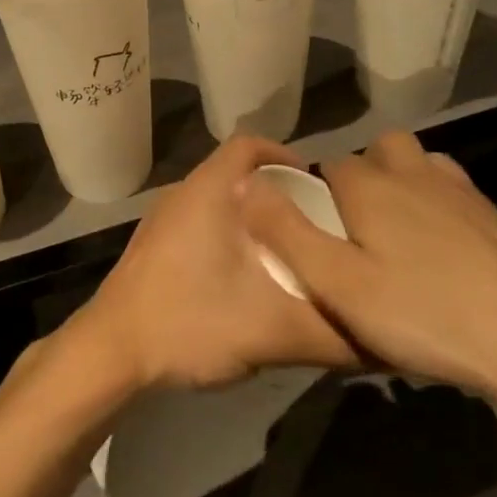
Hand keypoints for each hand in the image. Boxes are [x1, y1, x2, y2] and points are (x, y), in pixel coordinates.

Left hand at [70, 135, 358, 391]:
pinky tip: (243, 279)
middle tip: (313, 226)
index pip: (250, 144)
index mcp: (209, 190)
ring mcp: (162, 220)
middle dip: (276, 194)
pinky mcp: (152, 246)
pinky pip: (199, 223)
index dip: (285, 155)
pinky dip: (227, 237)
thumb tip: (386, 340)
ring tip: (286, 253)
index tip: (317, 186)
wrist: (110, 352)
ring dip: (251, 219)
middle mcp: (183, 193)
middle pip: (237, 173)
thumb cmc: (190, 322)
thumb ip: (333, 333)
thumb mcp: (273, 331)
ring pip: (217, 201)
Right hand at [235, 132, 496, 411]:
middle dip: (358, 179)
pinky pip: (449, 186)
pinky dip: (436, 200)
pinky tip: (441, 245)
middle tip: (356, 235)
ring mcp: (456, 189)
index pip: (326, 168)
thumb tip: (245, 182)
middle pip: (372, 152)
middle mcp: (409, 172)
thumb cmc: (423, 313)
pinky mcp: (491, 213)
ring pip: (414, 162)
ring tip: (395, 235)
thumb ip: (285, 231)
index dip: (314, 196)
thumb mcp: (337, 284)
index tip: (316, 238)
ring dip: (399, 181)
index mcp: (367, 185)